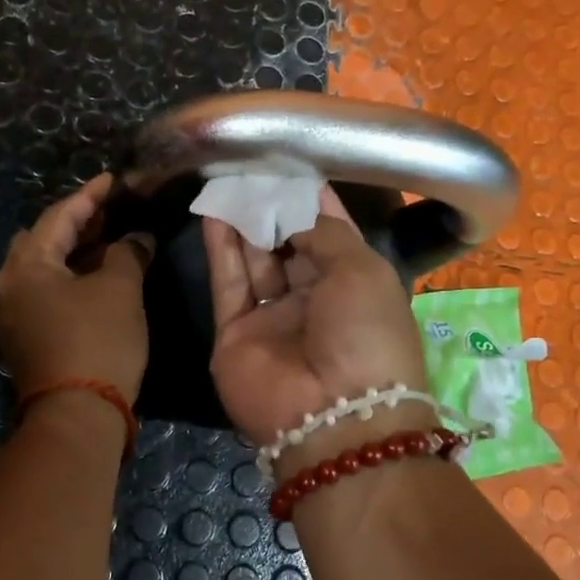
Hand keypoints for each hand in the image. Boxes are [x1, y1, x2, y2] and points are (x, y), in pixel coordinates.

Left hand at [0, 175, 151, 399]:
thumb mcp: (119, 290)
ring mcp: (13, 317)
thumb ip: (127, 254)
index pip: (58, 217)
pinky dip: (69, 280)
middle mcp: (9, 287)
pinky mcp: (25, 340)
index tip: (113, 181)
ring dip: (74, 254)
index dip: (89, 196)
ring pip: (43, 271)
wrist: (78, 416)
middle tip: (109, 212)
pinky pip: (45, 295)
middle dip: (76, 224)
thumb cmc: (98, 342)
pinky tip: (95, 280)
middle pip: (42, 241)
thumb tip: (136, 238)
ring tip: (107, 242)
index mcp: (26, 267)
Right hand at [203, 187, 429, 450]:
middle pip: (289, 243)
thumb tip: (294, 209)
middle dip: (273, 205)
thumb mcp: (361, 269)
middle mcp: (314, 299)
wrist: (333, 415)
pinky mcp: (236, 332)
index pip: (330, 232)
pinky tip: (213, 211)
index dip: (311, 199)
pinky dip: (220, 248)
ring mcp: (273, 317)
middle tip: (251, 165)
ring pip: (255, 259)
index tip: (291, 163)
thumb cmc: (366, 333)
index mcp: (355, 285)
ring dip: (244, 220)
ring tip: (228, 178)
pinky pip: (228, 282)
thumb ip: (323, 231)